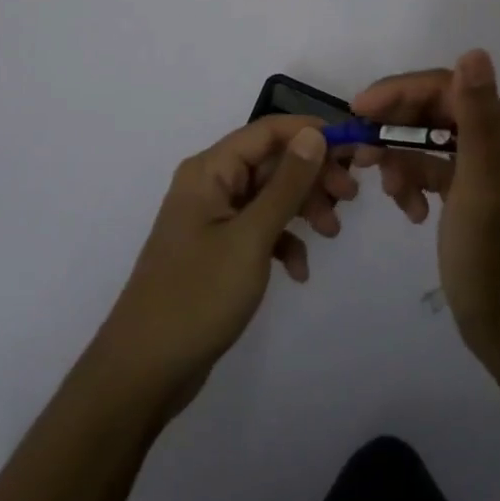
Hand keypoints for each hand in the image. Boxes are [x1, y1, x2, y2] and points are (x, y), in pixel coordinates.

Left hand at [90, 115, 355, 419]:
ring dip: (302, 208)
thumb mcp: (251, 237)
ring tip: (331, 233)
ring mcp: (213, 218)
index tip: (354, 150)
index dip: (312, 133)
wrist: (145, 370)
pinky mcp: (217, 249)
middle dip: (312, 176)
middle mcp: (210, 184)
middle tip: (349, 198)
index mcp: (210, 169)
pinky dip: (283, 242)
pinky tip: (299, 272)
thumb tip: (314, 134)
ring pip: (269, 195)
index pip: (268, 130)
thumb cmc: (198, 296)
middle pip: (271, 161)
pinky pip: (259, 229)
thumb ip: (286, 184)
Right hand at [353, 50, 499, 373]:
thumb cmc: (498, 264)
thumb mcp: (483, 188)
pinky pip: (429, 169)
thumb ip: (477, 120)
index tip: (357, 111)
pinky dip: (411, 183)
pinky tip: (408, 212)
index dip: (400, 93)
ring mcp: (483, 167)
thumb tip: (474, 51)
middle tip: (359, 151)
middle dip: (395, 130)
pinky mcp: (468, 192)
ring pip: (425, 140)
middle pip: (433, 112)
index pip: (447, 90)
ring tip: (386, 191)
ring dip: (400, 160)